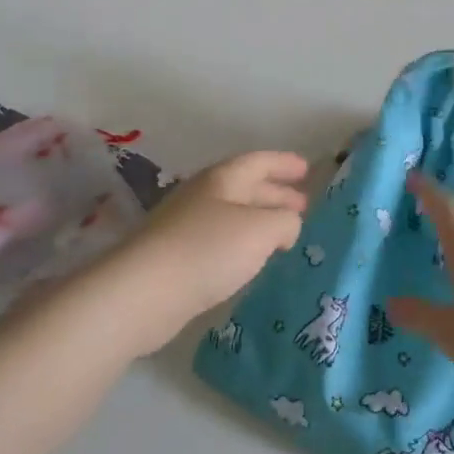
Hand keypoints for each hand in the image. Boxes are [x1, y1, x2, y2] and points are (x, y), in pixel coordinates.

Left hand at [101, 151, 308, 353]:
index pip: (258, 162)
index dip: (284, 163)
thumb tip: (287, 224)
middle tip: (304, 206)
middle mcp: (202, 196)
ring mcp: (185, 227)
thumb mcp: (261, 229)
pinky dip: (242, 244)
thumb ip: (285, 221)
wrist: (145, 292)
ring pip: (232, 216)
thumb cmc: (208, 250)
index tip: (308, 169)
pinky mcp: (177, 258)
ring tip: (284, 234)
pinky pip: (219, 241)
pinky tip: (252, 260)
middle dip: (275, 194)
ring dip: (259, 220)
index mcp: (222, 179)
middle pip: (244, 187)